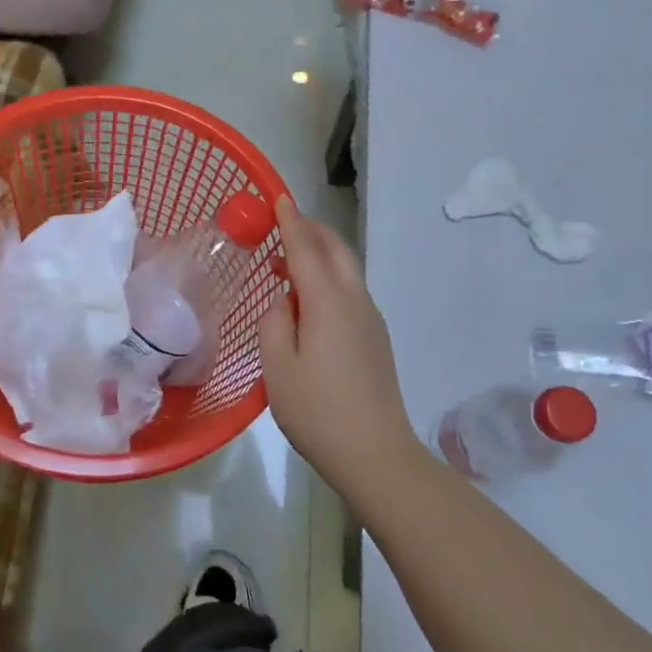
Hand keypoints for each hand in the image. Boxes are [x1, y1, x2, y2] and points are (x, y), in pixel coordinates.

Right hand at [257, 197, 424, 495]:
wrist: (376, 453)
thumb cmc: (318, 411)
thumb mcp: (278, 367)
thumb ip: (275, 322)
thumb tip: (285, 300)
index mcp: (328, 302)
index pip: (306, 249)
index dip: (290, 222)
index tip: (279, 197)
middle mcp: (355, 301)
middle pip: (336, 250)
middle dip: (311, 230)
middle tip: (283, 224)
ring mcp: (371, 319)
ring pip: (347, 269)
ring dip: (321, 254)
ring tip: (290, 261)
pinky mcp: (376, 338)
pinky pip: (351, 290)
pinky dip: (330, 277)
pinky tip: (311, 299)